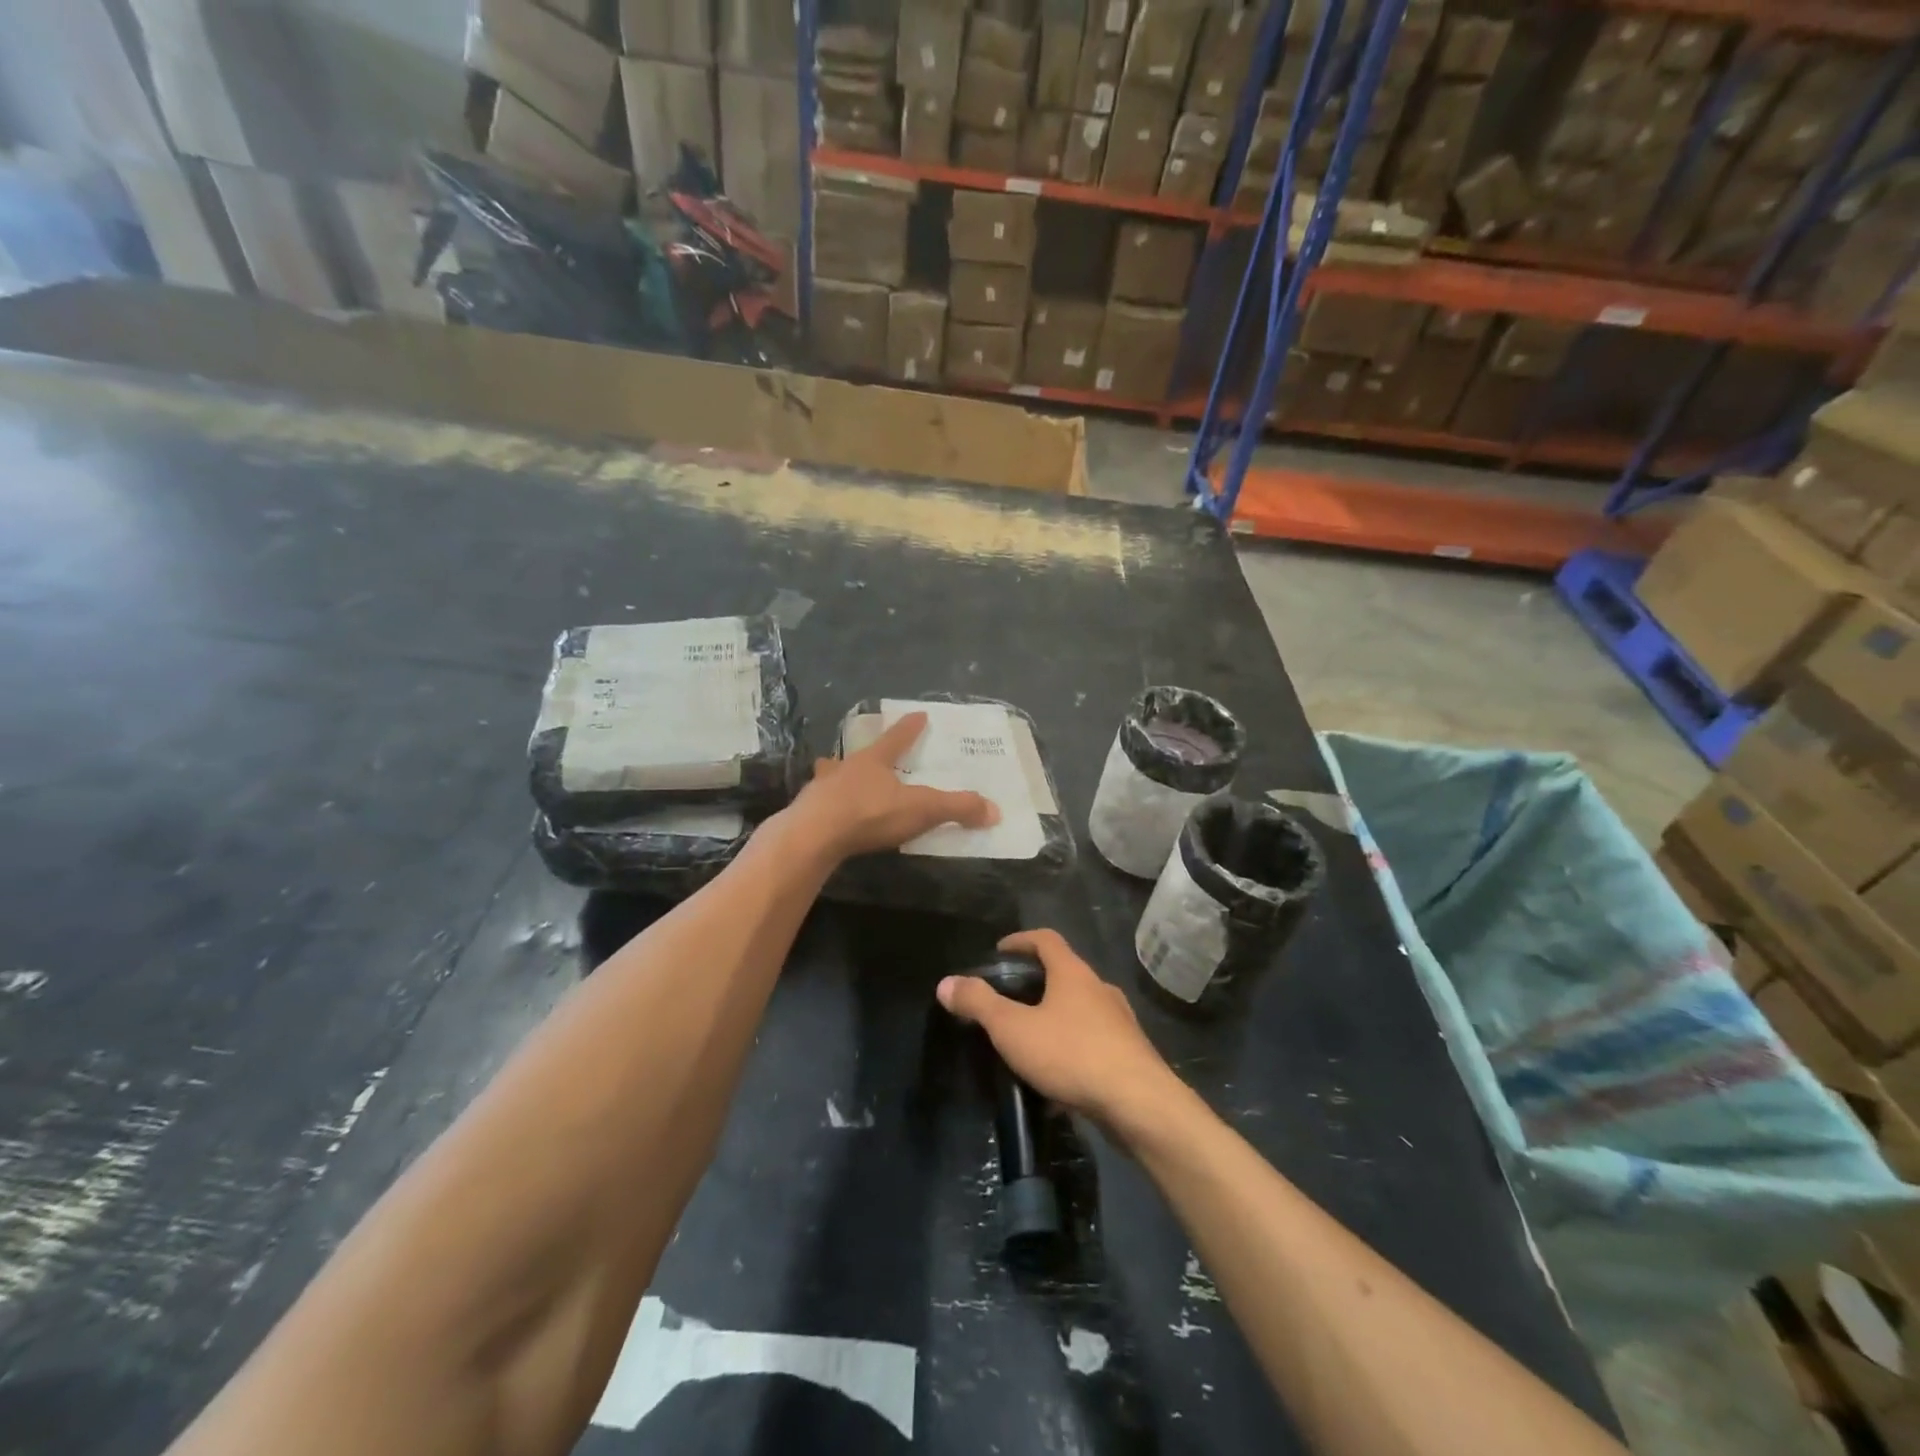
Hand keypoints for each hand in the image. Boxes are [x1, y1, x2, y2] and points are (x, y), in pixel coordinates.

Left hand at [792, 711, 998, 858]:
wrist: (813, 836)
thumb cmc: (869, 813)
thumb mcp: (921, 809)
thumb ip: (956, 808)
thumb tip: (995, 810)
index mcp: (873, 761)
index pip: (897, 738)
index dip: (909, 727)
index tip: (918, 714)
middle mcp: (845, 768)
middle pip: (857, 756)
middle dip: (864, 755)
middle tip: (866, 756)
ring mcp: (821, 789)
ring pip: (831, 776)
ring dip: (836, 777)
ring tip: (837, 779)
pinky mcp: (805, 813)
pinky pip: (819, 805)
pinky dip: (825, 806)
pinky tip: (825, 814)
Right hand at [937, 930, 1179, 1131]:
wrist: (1138, 1104)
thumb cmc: (1072, 1054)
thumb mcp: (1013, 1029)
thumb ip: (978, 1004)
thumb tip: (946, 983)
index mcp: (1073, 973)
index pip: (1046, 939)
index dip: (1021, 940)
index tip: (1000, 951)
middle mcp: (1099, 989)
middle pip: (1065, 973)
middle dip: (1036, 983)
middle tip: (1009, 999)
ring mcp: (1119, 1022)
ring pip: (1080, 1010)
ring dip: (1055, 1018)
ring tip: (1029, 1040)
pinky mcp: (1129, 1054)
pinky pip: (1093, 1042)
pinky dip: (1071, 1049)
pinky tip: (1055, 1079)